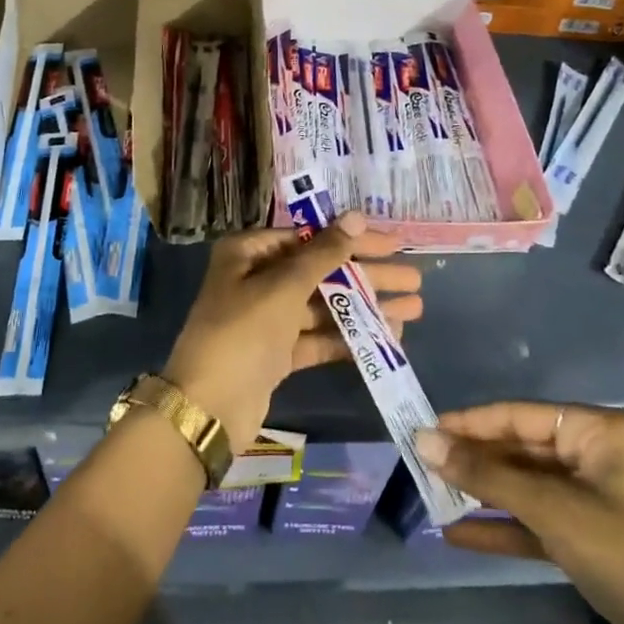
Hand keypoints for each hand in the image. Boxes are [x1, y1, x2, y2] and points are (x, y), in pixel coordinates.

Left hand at [162, 213, 421, 450]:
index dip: (351, 239)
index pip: (308, 237)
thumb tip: (355, 215)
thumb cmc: (243, 333)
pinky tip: (388, 336)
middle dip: (367, 275)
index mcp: (247, 253)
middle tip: (414, 277)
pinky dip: (349, 336)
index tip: (393, 243)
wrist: (208, 408)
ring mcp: (266, 319)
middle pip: (320, 271)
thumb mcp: (283, 287)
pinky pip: (318, 337)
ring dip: (365, 307)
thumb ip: (324, 253)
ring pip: (323, 306)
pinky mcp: (277, 353)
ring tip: (414, 307)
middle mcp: (255, 280)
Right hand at [415, 403, 623, 623]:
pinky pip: (535, 525)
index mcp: (600, 433)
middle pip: (522, 450)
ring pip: (526, 488)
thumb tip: (423, 440)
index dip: (471, 423)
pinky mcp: (590, 544)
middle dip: (474, 461)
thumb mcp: (552, 510)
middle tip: (421, 464)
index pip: (521, 416)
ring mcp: (595, 503)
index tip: (424, 428)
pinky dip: (500, 528)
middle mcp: (597, 459)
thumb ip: (486, 474)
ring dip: (482, 494)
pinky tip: (457, 535)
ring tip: (431, 495)